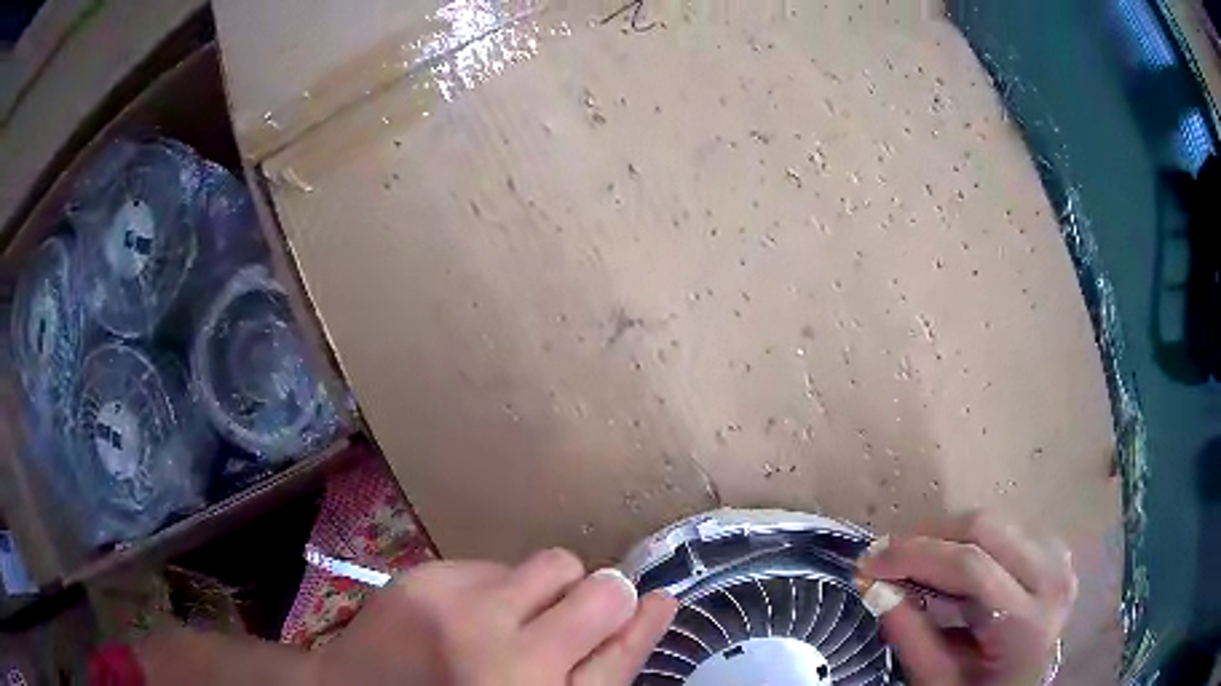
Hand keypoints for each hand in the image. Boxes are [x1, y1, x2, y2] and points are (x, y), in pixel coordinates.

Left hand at [310, 549, 676, 684]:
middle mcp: (502, 654)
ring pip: (551, 563)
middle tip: (563, 627)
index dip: (644, 622)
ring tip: (510, 620)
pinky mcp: (423, 577)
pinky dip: (497, 586)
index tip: (660, 599)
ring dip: (547, 590)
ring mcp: (456, 610)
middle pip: (598, 592)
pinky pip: (497, 562)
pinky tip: (466, 615)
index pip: (622, 651)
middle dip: (599, 601)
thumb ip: (599, 669)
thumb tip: (651, 607)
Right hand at [858, 512, 1075, 685]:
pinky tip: (948, 565)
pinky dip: (969, 541)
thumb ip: (910, 635)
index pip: (970, 566)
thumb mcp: (937, 682)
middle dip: (928, 537)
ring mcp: (1058, 560)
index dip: (915, 555)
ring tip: (912, 562)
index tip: (869, 560)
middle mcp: (1052, 578)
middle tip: (886, 556)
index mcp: (1025, 623)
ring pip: (994, 521)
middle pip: (985, 529)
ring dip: (946, 537)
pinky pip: (1005, 529)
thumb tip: (874, 586)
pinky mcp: (1054, 552)